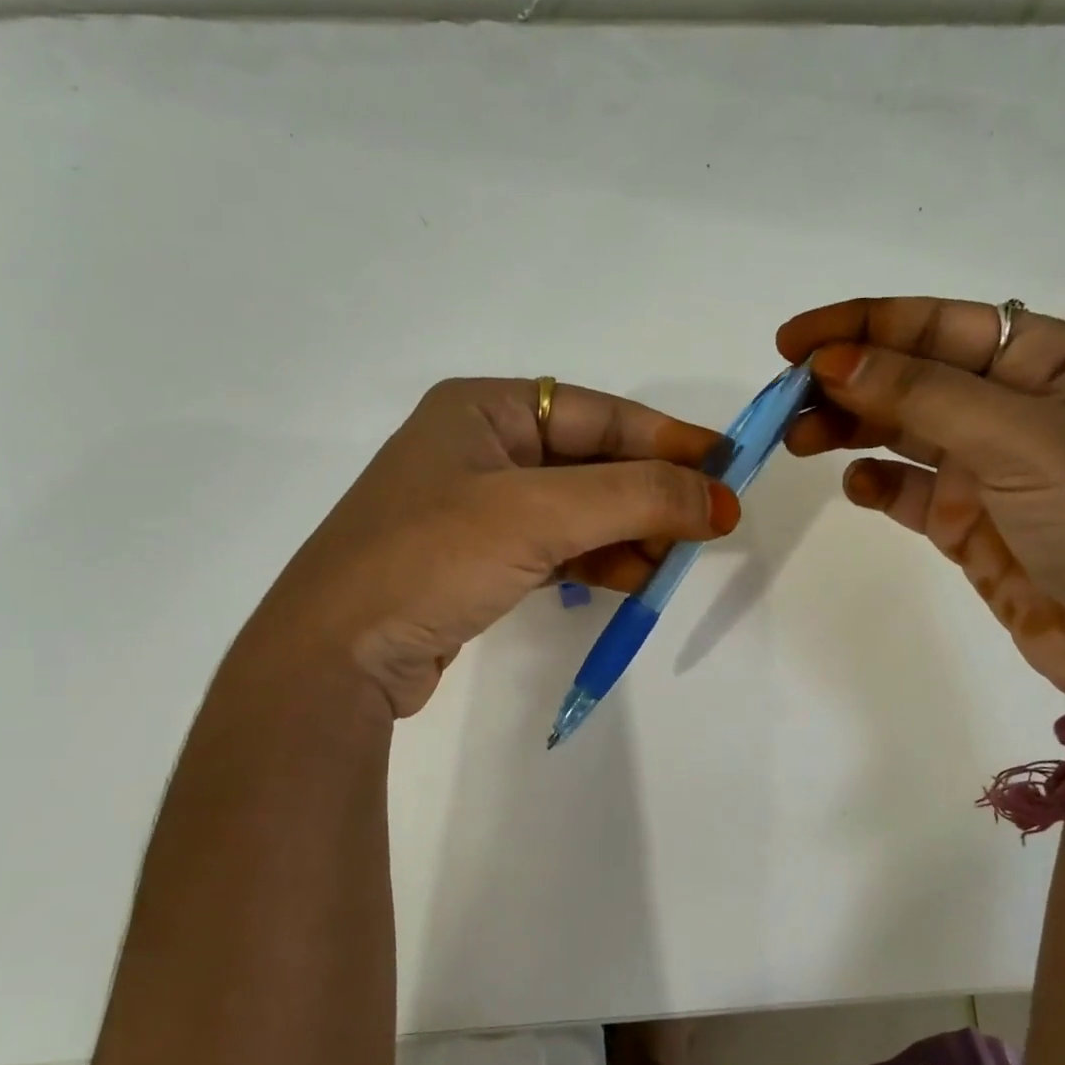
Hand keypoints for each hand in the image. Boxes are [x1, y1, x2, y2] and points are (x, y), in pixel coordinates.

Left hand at [238, 378, 739, 718]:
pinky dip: (598, 560)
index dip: (669, 441)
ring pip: (580, 509)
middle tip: (708, 527)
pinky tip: (634, 578)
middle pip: (593, 462)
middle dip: (651, 495)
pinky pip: (558, 547)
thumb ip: (637, 497)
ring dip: (631, 531)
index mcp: (484, 408)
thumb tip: (722, 498)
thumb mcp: (539, 513)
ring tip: (674, 562)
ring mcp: (478, 507)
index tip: (729, 469)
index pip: (600, 414)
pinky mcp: (479, 560)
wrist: (335, 655)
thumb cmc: (432, 557)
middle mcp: (481, 447)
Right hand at [780, 298, 1064, 719]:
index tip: (794, 343)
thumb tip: (834, 361)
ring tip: (799, 440)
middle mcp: (1017, 407)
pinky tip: (858, 486)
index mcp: (1050, 362)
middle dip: (847, 381)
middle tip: (784, 400)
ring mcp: (990, 468)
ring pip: (901, 431)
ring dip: (850, 428)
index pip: (940, 325)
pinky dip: (877, 484)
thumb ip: (925, 396)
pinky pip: (907, 491)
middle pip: (912, 376)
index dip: (864, 325)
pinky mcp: (967, 523)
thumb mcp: (1024, 441)